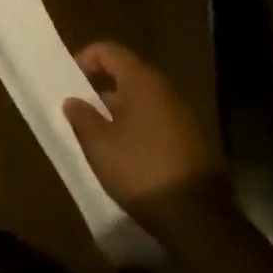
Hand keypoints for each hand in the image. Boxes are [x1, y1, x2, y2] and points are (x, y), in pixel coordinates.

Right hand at [63, 42, 223, 226]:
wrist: (201, 222)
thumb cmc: (141, 170)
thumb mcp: (98, 144)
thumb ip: (81, 116)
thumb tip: (73, 101)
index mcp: (143, 82)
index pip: (109, 50)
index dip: (85, 58)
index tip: (71, 82)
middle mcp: (168, 92)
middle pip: (129, 74)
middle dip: (103, 87)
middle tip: (84, 108)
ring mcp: (187, 118)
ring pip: (146, 100)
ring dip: (123, 110)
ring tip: (104, 134)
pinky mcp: (198, 144)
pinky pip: (161, 122)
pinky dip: (142, 128)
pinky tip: (131, 154)